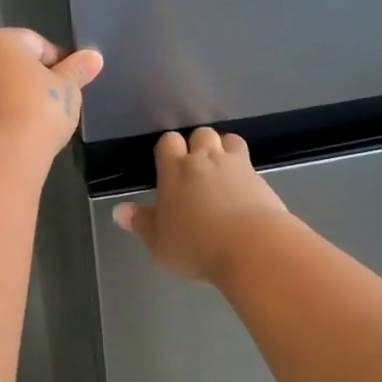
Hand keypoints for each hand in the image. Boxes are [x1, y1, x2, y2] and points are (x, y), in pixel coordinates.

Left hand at [0, 28, 103, 160]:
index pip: (36, 44)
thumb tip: (93, 57)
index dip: (57, 63)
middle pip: (9, 65)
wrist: (2, 155)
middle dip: (29, 81)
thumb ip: (77, 70)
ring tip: (33, 125)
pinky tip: (14, 139)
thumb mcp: (68, 89)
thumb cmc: (40, 109)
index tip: (69, 85)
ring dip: (11, 101)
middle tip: (52, 105)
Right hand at [113, 128, 288, 283]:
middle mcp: (206, 160)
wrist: (253, 248)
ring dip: (224, 150)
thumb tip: (119, 211)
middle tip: (195, 170)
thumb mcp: (159, 243)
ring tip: (221, 172)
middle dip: (198, 145)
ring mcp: (237, 166)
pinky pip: (250, 164)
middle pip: (201, 134)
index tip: (167, 166)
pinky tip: (243, 191)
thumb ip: (140, 223)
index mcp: (175, 170)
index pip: (168, 142)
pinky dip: (245, 172)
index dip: (168, 149)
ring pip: (229, 140)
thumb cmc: (196, 246)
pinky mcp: (262, 179)